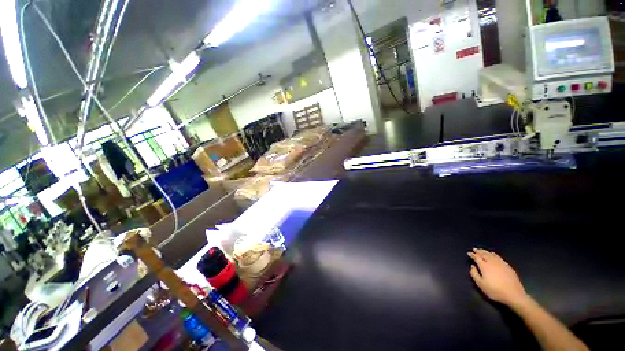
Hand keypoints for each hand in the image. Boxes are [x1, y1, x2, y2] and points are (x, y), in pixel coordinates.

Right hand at [468, 248, 528, 307]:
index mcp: (484, 266)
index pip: (477, 257)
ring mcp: (501, 263)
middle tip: (474, 249)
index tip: (469, 253)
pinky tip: (493, 254)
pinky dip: (494, 254)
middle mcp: (492, 262)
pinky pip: (499, 257)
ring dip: (486, 251)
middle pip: (484, 254)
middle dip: (479, 251)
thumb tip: (472, 266)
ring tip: (482, 250)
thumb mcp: (481, 285)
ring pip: (492, 254)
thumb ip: (474, 274)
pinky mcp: (507, 266)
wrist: (514, 295)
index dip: (472, 255)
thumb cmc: (495, 291)